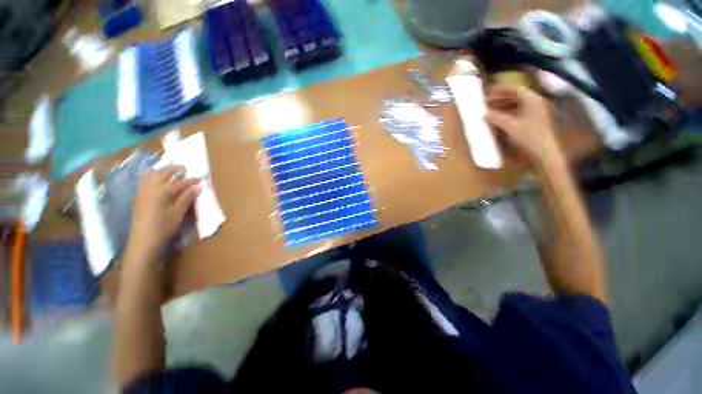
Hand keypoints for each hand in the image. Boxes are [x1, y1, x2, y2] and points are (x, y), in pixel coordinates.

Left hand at [126, 166, 200, 260]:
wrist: (143, 239)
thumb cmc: (164, 226)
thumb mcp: (179, 212)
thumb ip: (187, 197)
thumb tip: (197, 186)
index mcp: (162, 191)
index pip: (180, 182)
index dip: (191, 180)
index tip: (200, 178)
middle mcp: (151, 188)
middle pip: (163, 173)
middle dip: (174, 169)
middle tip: (184, 169)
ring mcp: (142, 191)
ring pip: (151, 175)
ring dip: (161, 171)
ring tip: (170, 171)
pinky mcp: (138, 197)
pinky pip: (145, 180)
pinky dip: (152, 176)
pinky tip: (156, 179)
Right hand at [485, 85, 561, 164]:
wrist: (542, 152)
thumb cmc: (528, 136)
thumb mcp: (510, 126)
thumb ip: (496, 117)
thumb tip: (484, 113)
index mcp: (531, 100)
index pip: (514, 89)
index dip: (500, 89)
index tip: (487, 92)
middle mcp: (534, 103)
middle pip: (515, 96)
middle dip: (499, 99)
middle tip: (485, 102)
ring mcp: (533, 113)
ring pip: (515, 105)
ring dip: (501, 107)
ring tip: (488, 111)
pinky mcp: (531, 122)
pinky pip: (516, 114)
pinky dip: (506, 114)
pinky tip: (496, 120)